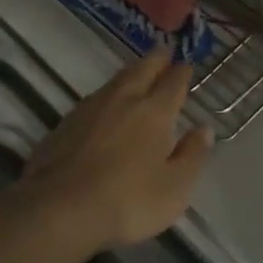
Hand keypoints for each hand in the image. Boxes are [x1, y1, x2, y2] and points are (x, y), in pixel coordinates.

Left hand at [11, 51, 212, 254]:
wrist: (59, 209)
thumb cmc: (127, 201)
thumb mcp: (174, 188)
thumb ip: (192, 155)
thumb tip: (203, 129)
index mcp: (154, 112)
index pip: (173, 83)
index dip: (182, 72)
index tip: (187, 65)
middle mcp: (123, 100)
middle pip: (142, 70)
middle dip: (156, 60)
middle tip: (164, 53)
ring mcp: (90, 109)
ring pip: (116, 80)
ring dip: (131, 73)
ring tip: (138, 73)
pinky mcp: (65, 123)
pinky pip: (95, 98)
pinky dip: (108, 94)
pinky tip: (106, 105)